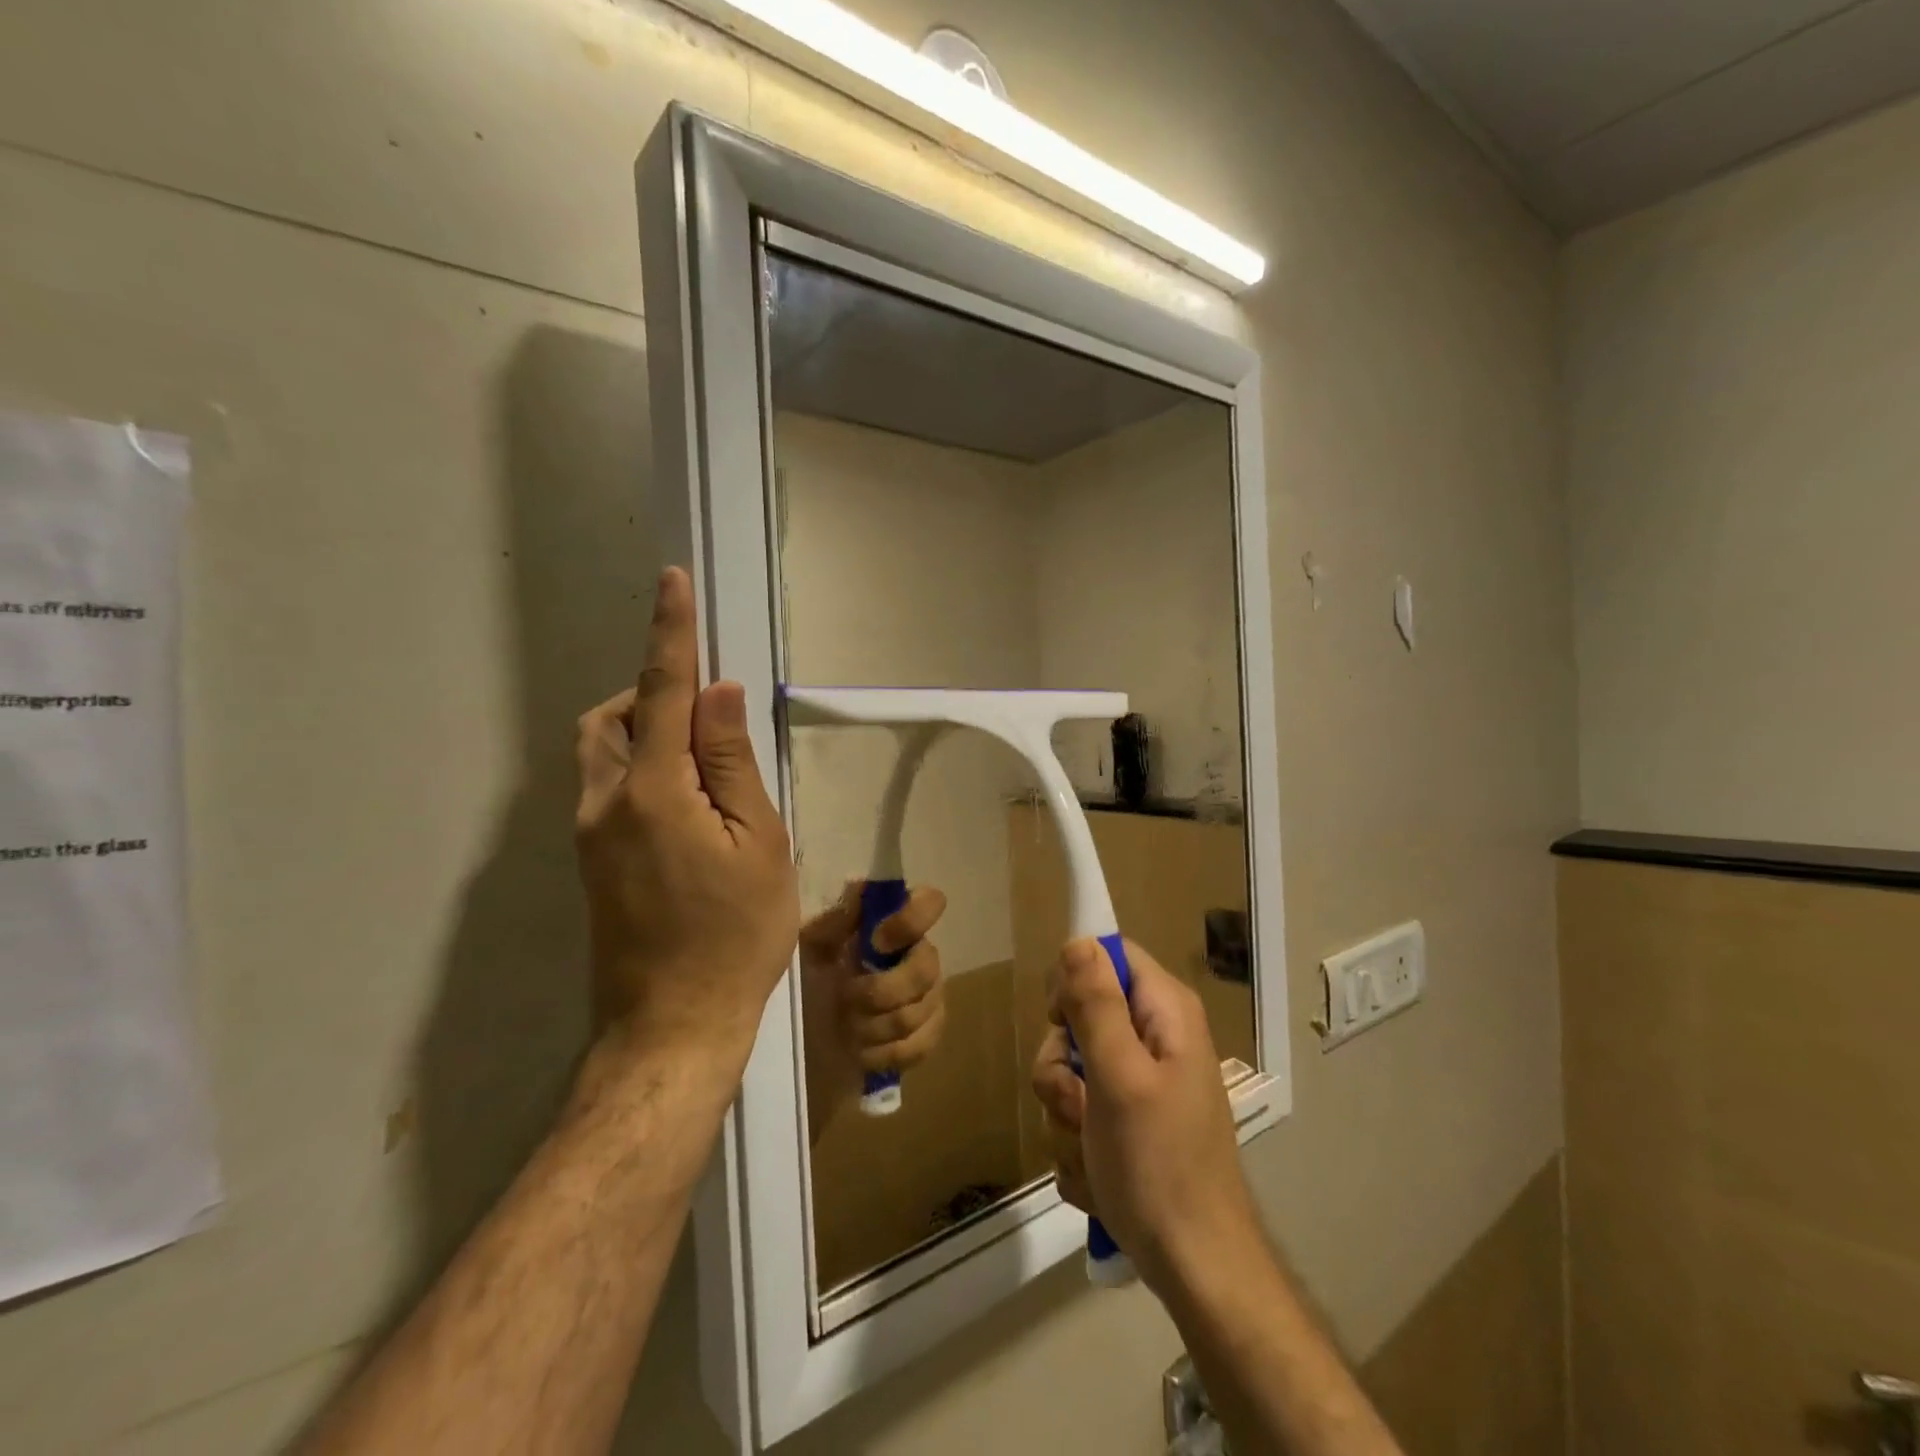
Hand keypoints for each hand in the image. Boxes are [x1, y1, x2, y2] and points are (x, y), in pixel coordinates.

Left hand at [573, 567, 798, 1070]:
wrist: (673, 1026)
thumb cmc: (735, 935)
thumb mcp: (758, 843)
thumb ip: (732, 762)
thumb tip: (718, 694)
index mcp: (652, 792)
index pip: (660, 691)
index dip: (670, 633)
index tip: (672, 582)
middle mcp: (604, 803)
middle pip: (610, 716)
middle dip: (650, 692)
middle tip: (709, 717)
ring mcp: (589, 835)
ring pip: (601, 751)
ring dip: (644, 731)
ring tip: (705, 765)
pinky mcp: (592, 861)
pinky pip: (608, 787)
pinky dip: (643, 769)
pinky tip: (690, 808)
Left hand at [799, 882, 947, 1133]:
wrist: (804, 1036)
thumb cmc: (808, 980)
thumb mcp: (810, 946)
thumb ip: (836, 920)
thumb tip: (861, 890)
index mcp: (894, 925)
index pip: (931, 902)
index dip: (911, 920)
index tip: (876, 941)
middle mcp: (919, 955)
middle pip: (928, 967)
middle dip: (882, 991)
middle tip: (847, 998)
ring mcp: (928, 997)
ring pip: (921, 1011)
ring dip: (876, 1025)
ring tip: (848, 1027)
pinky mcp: (926, 1036)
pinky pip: (922, 1044)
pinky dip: (887, 1052)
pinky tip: (863, 1050)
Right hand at [1031, 938, 1261, 1295]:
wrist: (1196, 1269)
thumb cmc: (1159, 1166)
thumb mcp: (1119, 1077)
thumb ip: (1096, 1004)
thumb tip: (1078, 940)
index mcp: (1164, 1013)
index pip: (1107, 955)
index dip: (1075, 981)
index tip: (1061, 1023)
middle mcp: (1155, 1038)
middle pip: (1079, 1018)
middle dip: (1063, 1068)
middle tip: (1079, 1105)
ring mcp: (1141, 1083)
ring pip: (1070, 1072)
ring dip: (1066, 1115)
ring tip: (1091, 1152)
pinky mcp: (1127, 1122)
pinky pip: (1079, 1114)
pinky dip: (1079, 1145)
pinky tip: (1098, 1177)